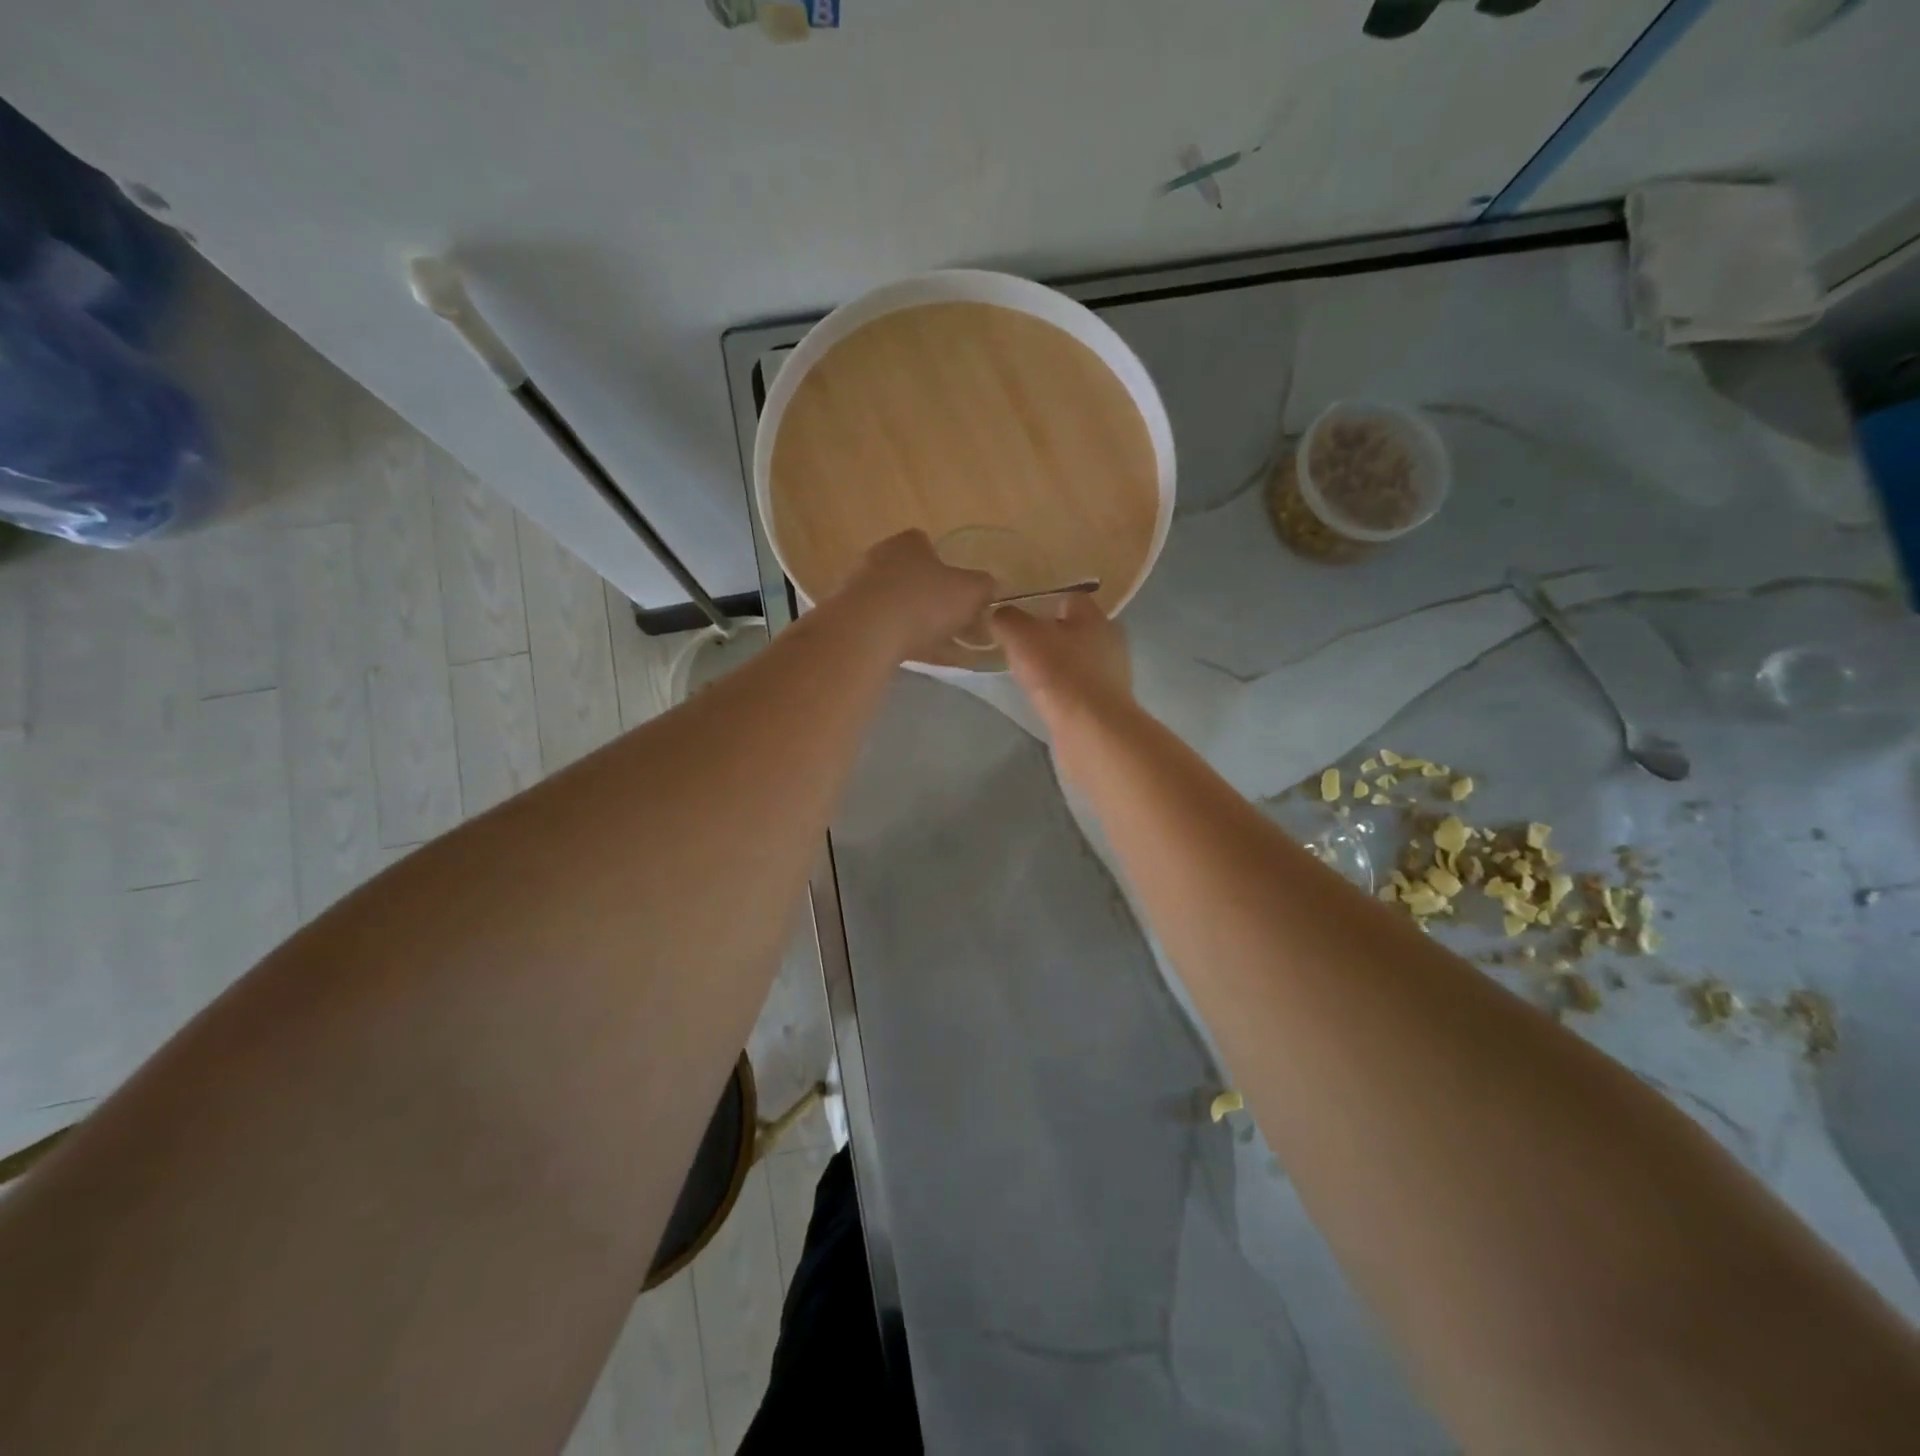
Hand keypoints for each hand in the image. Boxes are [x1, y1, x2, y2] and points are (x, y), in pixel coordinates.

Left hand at [836, 530, 995, 661]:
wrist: (865, 634)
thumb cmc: (923, 602)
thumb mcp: (970, 592)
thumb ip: (985, 586)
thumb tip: (993, 585)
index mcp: (908, 543)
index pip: (928, 545)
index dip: (948, 569)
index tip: (961, 593)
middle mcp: (879, 558)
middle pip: (913, 577)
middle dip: (934, 599)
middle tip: (957, 625)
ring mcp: (859, 589)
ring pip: (898, 605)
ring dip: (919, 624)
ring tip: (945, 649)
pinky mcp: (848, 619)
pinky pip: (883, 629)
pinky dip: (902, 641)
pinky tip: (921, 659)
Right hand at [989, 593, 1132, 722]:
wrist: (1090, 730)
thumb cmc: (1058, 672)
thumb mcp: (1020, 636)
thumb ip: (1007, 619)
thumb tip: (999, 614)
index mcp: (1094, 616)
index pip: (1069, 598)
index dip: (1042, 604)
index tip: (1018, 619)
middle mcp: (1110, 641)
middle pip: (1074, 630)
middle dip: (1049, 638)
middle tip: (1019, 648)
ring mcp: (1112, 675)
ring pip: (1077, 661)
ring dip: (1056, 666)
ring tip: (1029, 677)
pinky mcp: (1107, 704)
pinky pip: (1079, 689)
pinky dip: (1063, 692)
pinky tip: (1045, 700)